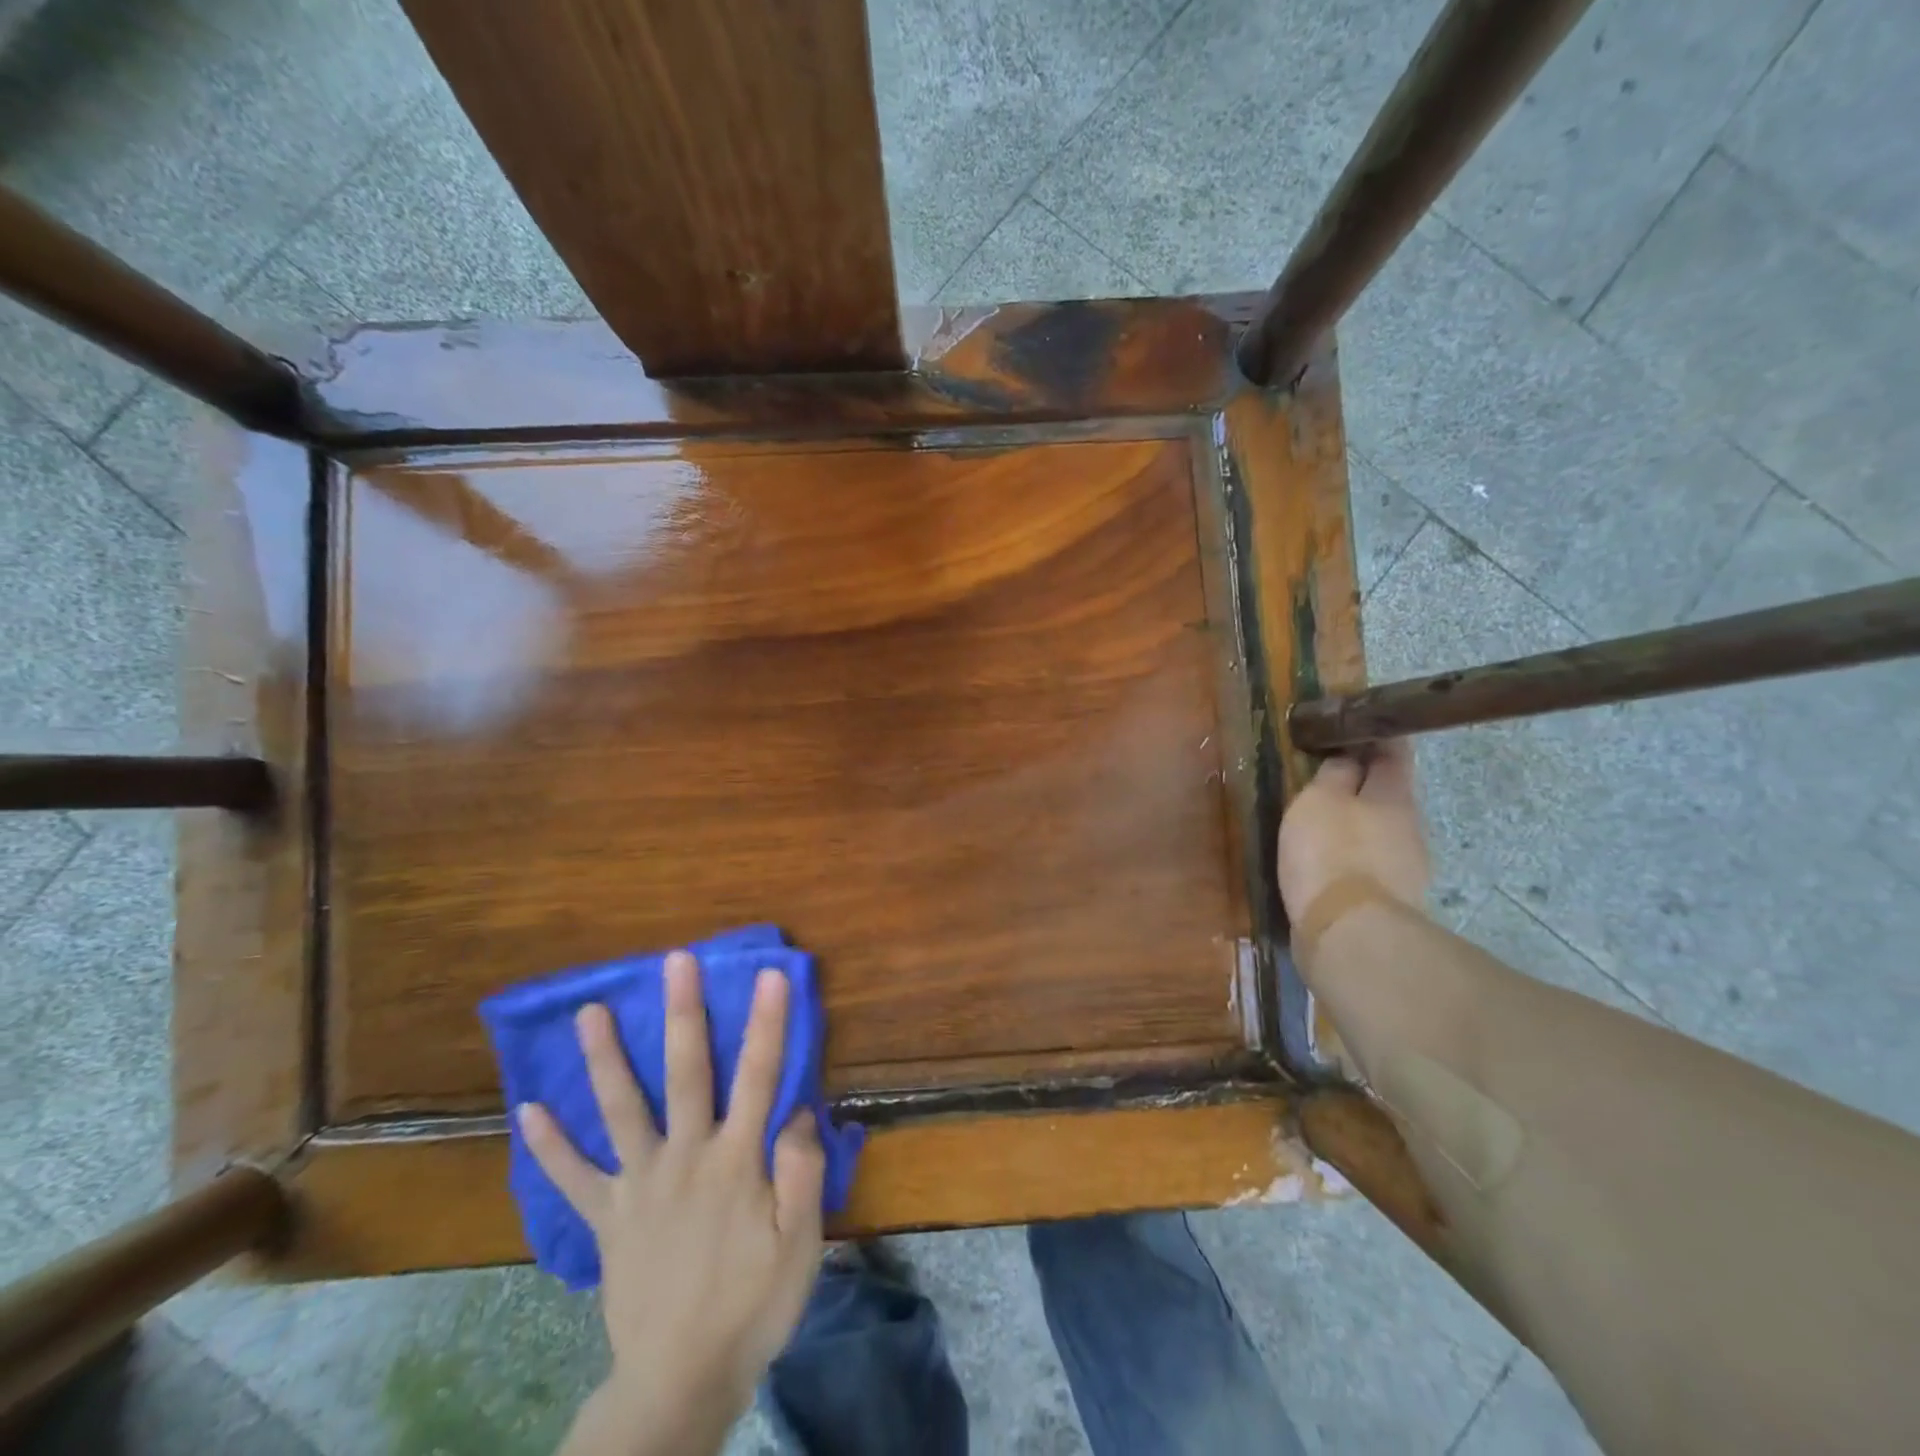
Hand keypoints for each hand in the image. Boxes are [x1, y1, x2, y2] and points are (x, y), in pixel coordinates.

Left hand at [522, 952, 825, 1455]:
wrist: (680, 1383)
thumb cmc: (752, 1307)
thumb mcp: (799, 1244)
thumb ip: (800, 1171)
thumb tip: (795, 1109)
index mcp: (736, 1161)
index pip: (759, 1077)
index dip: (767, 1023)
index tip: (771, 974)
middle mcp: (684, 1157)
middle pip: (686, 1073)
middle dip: (684, 1013)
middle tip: (675, 962)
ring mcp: (638, 1185)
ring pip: (622, 1110)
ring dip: (606, 1058)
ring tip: (589, 1012)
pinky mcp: (607, 1218)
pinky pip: (573, 1178)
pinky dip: (550, 1145)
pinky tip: (527, 1111)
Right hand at [1277, 740, 1430, 926]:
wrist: (1349, 933)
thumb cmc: (1330, 853)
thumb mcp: (1318, 801)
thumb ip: (1333, 775)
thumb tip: (1348, 756)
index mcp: (1395, 795)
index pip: (1395, 751)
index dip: (1377, 735)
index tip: (1354, 727)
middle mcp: (1411, 827)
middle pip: (1389, 794)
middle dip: (1363, 784)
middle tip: (1326, 778)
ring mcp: (1407, 867)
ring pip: (1381, 831)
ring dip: (1357, 823)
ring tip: (1322, 823)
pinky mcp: (1391, 900)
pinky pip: (1371, 864)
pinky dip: (1352, 856)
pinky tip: (1328, 863)